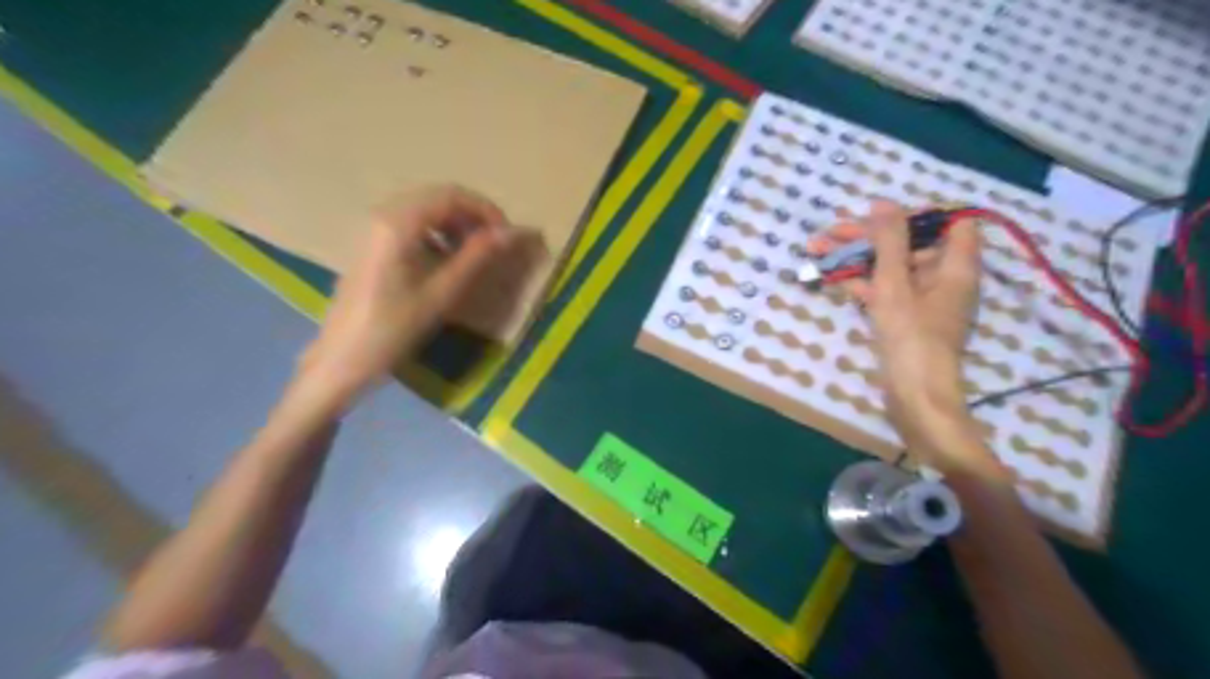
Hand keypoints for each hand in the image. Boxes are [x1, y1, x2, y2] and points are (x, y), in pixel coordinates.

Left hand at [296, 183, 530, 402]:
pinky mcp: (371, 245)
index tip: (507, 235)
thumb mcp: (441, 293)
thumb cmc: (393, 328)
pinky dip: (436, 235)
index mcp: (398, 223)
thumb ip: (477, 257)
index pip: (451, 195)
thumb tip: (511, 233)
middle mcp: (383, 215)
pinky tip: (446, 262)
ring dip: (455, 225)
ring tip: (475, 254)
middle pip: (437, 197)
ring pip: (424, 210)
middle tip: (495, 244)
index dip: (485, 210)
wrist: (341, 359)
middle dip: (472, 216)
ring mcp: (373, 229)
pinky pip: (411, 225)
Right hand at [811, 203, 1001, 475]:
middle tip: (830, 233)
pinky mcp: (905, 317)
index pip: (950, 222)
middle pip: (909, 243)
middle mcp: (943, 278)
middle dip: (869, 236)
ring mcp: (923, 299)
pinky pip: (884, 290)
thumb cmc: (910, 338)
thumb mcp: (895, 285)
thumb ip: (889, 241)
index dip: (915, 214)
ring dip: (856, 258)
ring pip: (890, 267)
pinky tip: (832, 279)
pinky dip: (861, 283)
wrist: (914, 397)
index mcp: (954, 266)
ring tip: (817, 251)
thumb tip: (883, 201)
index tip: (879, 216)